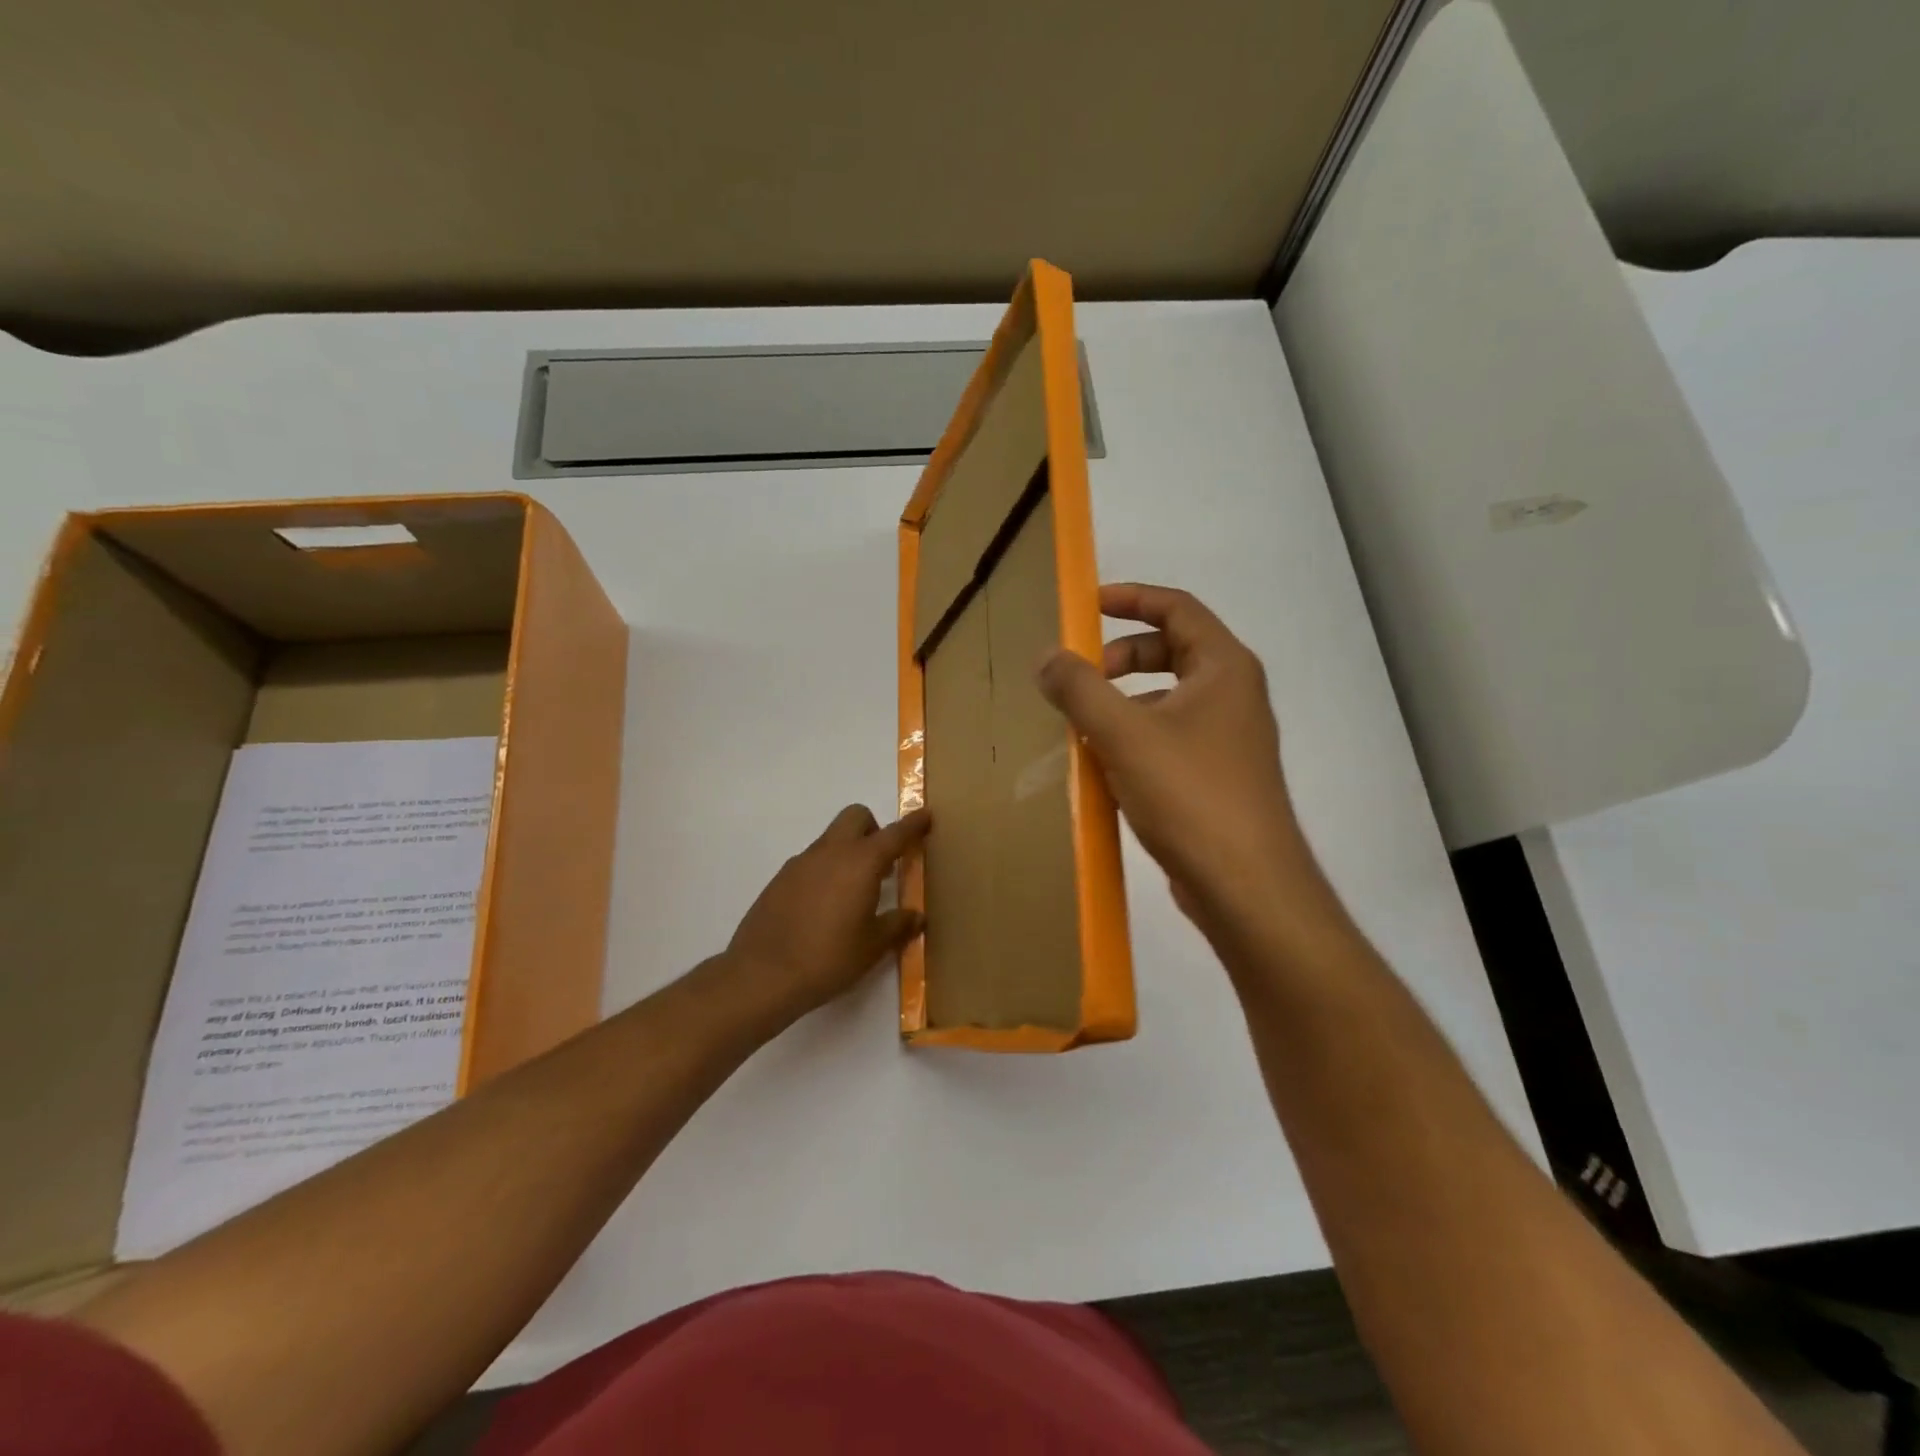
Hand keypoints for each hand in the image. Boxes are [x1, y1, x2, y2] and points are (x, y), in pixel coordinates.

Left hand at [725, 805, 930, 1025]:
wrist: (762, 975)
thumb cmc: (828, 958)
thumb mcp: (872, 946)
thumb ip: (898, 925)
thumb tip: (916, 916)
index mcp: (860, 862)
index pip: (894, 834)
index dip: (913, 824)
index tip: (926, 815)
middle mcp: (830, 852)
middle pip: (856, 818)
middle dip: (874, 829)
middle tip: (883, 864)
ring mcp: (801, 863)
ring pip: (831, 839)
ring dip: (848, 852)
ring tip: (854, 894)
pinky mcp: (780, 879)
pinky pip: (811, 861)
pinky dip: (826, 871)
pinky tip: (824, 908)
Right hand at [1038, 583, 1328, 939]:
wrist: (1246, 885)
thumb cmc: (1190, 794)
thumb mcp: (1124, 734)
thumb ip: (1080, 689)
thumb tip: (1046, 657)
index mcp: (1223, 668)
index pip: (1177, 608)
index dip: (1130, 598)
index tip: (1086, 606)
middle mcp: (1233, 695)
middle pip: (1171, 651)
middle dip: (1119, 657)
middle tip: (1080, 678)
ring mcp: (1229, 739)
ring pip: (1167, 699)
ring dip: (1123, 703)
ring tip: (1083, 728)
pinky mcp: (1217, 778)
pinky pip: (1169, 739)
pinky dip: (1135, 739)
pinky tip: (1105, 769)